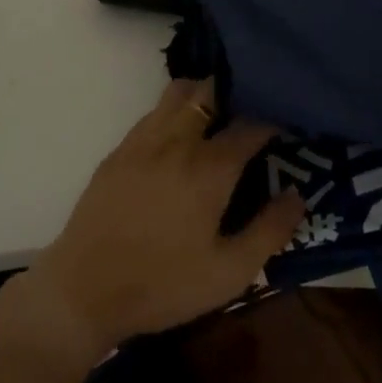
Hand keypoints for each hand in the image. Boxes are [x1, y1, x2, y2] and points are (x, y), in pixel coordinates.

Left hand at [27, 80, 304, 353]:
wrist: (84, 291)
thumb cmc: (163, 284)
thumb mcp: (229, 272)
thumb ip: (269, 231)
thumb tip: (297, 195)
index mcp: (209, 167)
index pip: (251, 124)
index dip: (273, 120)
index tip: (287, 126)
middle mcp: (177, 141)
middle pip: (210, 91)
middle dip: (236, 93)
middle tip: (251, 113)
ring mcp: (142, 141)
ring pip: (178, 93)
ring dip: (202, 95)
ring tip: (217, 117)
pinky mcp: (118, 151)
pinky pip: (152, 113)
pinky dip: (173, 112)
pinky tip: (178, 138)